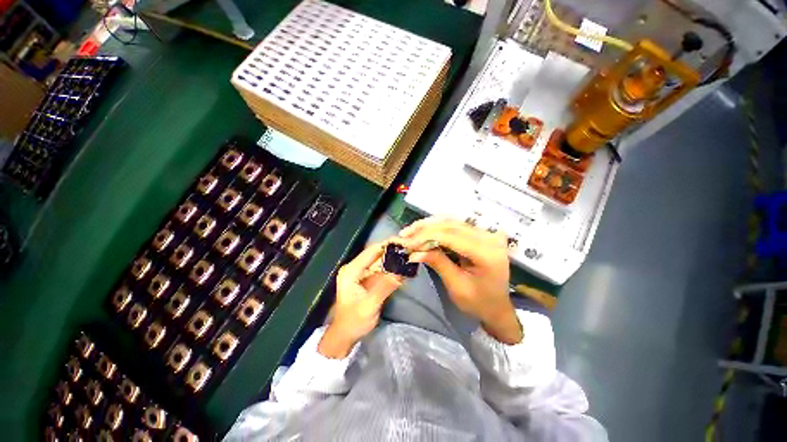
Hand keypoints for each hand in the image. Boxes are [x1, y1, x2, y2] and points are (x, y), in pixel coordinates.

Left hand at [318, 242, 402, 358]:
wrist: (345, 334)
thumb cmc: (353, 321)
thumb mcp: (369, 305)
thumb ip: (384, 287)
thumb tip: (401, 272)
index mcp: (351, 271)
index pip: (371, 251)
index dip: (387, 245)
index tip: (403, 242)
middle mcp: (355, 268)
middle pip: (376, 254)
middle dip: (392, 251)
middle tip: (410, 249)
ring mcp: (361, 273)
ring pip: (380, 261)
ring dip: (393, 260)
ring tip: (409, 256)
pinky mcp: (367, 279)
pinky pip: (381, 270)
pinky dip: (391, 269)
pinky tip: (402, 268)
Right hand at [400, 217, 521, 343]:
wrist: (497, 306)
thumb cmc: (478, 302)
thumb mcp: (456, 286)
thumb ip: (437, 263)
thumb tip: (413, 252)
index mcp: (487, 253)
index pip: (452, 236)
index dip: (426, 236)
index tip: (406, 241)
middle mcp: (489, 238)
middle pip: (451, 225)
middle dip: (425, 228)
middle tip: (405, 234)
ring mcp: (486, 234)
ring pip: (452, 222)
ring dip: (429, 225)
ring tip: (410, 232)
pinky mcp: (481, 234)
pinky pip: (456, 226)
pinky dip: (437, 228)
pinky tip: (424, 231)